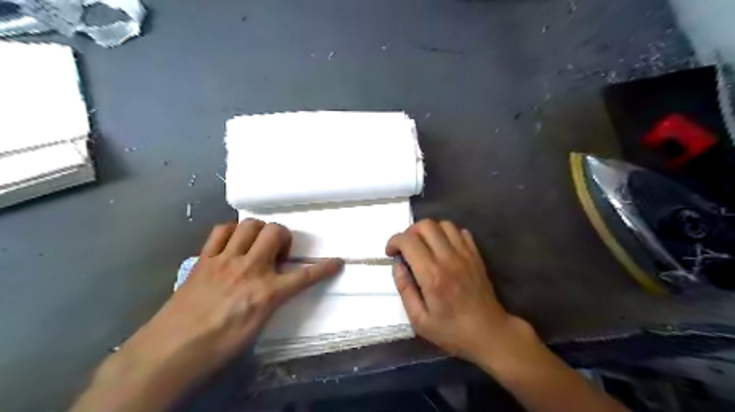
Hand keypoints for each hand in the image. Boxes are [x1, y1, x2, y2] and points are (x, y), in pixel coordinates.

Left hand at [72, 218, 342, 411]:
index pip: (305, 276)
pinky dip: (232, 232)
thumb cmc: (218, 347)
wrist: (170, 352)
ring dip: (259, 230)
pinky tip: (232, 243)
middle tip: (278, 252)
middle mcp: (250, 269)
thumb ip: (271, 300)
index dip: (324, 267)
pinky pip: (221, 231)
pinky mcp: (204, 259)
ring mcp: (225, 260)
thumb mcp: (257, 327)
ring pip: (250, 225)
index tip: (336, 262)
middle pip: (276, 232)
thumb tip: (277, 286)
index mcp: (267, 293)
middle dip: (284, 236)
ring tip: (256, 245)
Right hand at [386, 220, 537, 364]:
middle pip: (426, 225)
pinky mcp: (476, 255)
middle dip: (409, 232)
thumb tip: (397, 265)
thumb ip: (405, 289)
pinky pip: (460, 232)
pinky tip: (443, 248)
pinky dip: (447, 234)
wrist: (489, 333)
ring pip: (444, 224)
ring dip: (429, 231)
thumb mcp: (419, 320)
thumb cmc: (452, 331)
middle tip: (406, 248)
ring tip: (424, 246)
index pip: (408, 241)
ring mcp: (465, 255)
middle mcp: (448, 259)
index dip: (394, 242)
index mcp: (432, 275)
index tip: (391, 253)